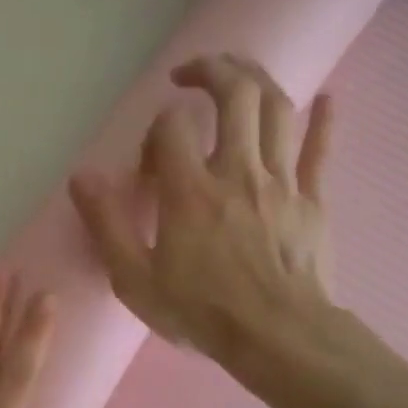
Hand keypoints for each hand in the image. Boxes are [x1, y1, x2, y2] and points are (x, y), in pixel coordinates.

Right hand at [69, 55, 335, 379]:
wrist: (279, 338)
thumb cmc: (202, 311)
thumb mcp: (135, 279)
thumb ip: (106, 224)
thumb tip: (82, 177)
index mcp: (190, 191)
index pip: (172, 127)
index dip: (156, 128)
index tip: (150, 157)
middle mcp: (238, 171)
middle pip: (235, 95)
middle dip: (213, 70)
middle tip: (190, 72)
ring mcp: (281, 182)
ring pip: (277, 109)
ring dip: (257, 79)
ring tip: (237, 72)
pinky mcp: (313, 199)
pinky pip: (320, 149)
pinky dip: (324, 118)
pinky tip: (326, 97)